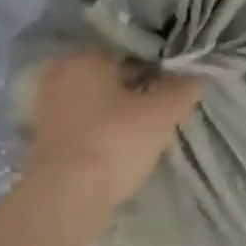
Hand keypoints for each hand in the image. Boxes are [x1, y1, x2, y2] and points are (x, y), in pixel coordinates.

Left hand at [22, 53, 202, 210]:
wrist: (68, 195)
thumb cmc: (116, 142)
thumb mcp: (163, 112)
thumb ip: (184, 87)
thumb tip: (199, 71)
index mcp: (85, 57)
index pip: (132, 50)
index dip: (160, 64)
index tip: (178, 81)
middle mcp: (60, 73)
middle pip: (113, 74)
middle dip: (138, 85)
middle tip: (166, 102)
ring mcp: (48, 105)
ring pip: (98, 97)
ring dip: (121, 106)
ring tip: (149, 123)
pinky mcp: (46, 134)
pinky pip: (85, 119)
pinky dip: (104, 124)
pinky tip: (123, 139)